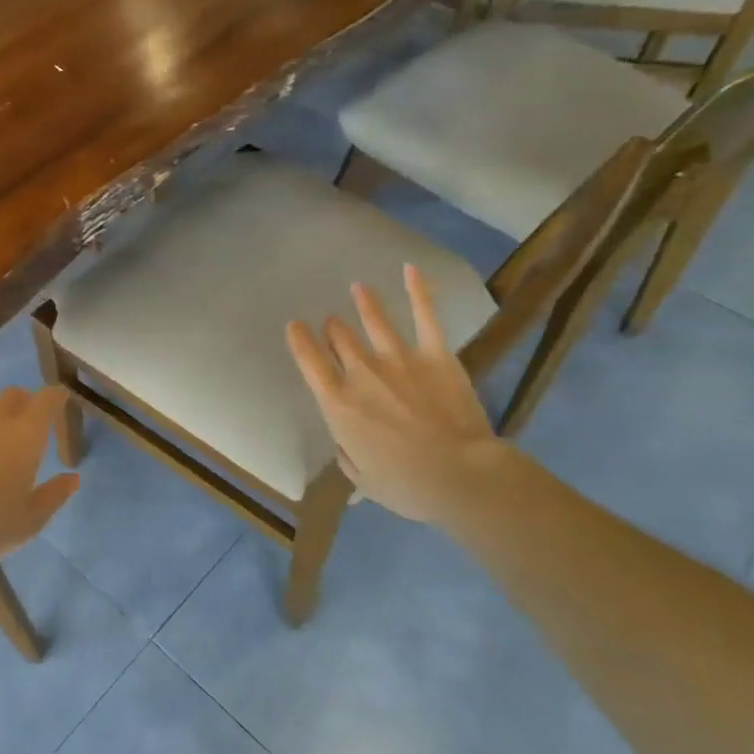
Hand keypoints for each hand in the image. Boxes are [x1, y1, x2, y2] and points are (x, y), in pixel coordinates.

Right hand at [286, 264, 511, 526]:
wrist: (459, 476)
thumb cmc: (405, 485)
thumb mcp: (361, 478)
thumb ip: (347, 453)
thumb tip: (346, 442)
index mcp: (337, 402)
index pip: (309, 361)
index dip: (299, 340)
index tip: (295, 327)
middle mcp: (361, 372)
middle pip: (339, 338)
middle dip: (333, 329)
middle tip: (333, 324)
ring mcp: (399, 358)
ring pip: (373, 320)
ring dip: (363, 303)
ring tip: (358, 288)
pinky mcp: (435, 355)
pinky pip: (425, 316)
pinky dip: (418, 290)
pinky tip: (410, 268)